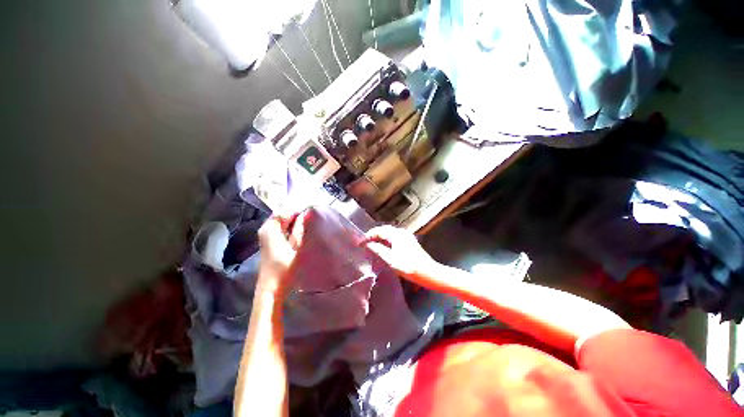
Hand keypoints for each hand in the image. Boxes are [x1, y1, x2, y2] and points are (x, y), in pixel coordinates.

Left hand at [256, 213, 304, 298]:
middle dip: (297, 213)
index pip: (284, 210)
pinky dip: (291, 226)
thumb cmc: (284, 269)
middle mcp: (266, 229)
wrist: (271, 288)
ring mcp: (267, 235)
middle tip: (313, 213)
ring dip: (295, 219)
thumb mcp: (296, 248)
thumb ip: (301, 229)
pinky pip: (282, 227)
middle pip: (282, 214)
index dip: (298, 208)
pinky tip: (302, 228)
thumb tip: (307, 214)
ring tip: (310, 219)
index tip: (312, 208)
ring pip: (283, 220)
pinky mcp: (270, 241)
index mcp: (270, 229)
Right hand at [362, 225, 440, 284]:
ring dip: (379, 240)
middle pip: (384, 231)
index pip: (379, 231)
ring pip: (389, 235)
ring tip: (371, 248)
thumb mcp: (391, 259)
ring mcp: (406, 237)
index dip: (368, 236)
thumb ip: (378, 250)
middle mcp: (402, 232)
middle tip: (364, 245)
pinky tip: (383, 250)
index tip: (360, 243)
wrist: (428, 273)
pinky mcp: (409, 242)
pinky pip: (393, 238)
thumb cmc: (409, 267)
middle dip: (373, 237)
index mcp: (397, 234)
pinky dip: (386, 242)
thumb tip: (368, 244)